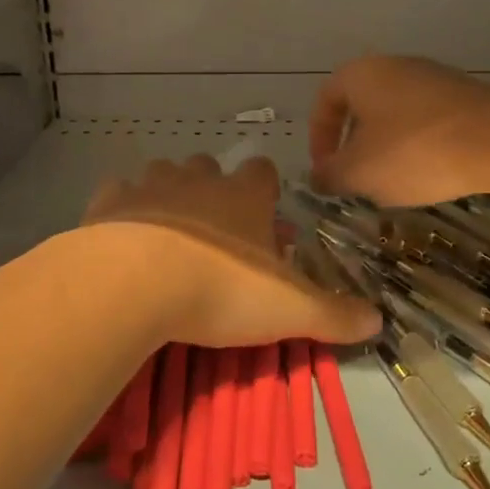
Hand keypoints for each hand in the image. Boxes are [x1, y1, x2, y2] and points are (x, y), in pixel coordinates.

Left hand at [84, 155, 377, 348]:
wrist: (136, 282)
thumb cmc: (222, 288)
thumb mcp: (291, 310)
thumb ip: (335, 314)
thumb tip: (379, 321)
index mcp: (244, 195)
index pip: (264, 172)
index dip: (267, 191)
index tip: (267, 219)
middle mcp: (199, 179)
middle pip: (210, 167)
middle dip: (215, 190)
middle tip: (218, 233)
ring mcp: (151, 185)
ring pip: (164, 174)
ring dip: (170, 194)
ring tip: (171, 232)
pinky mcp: (110, 201)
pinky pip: (119, 193)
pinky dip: (125, 207)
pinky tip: (124, 233)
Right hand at [310, 55, 489, 204]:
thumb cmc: (412, 151)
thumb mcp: (359, 172)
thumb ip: (330, 176)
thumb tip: (318, 177)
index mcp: (361, 75)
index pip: (325, 101)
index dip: (318, 138)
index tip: (326, 170)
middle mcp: (396, 66)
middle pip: (362, 106)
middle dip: (355, 145)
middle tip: (357, 179)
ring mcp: (436, 78)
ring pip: (396, 115)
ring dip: (388, 148)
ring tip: (394, 183)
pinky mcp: (467, 97)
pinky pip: (429, 122)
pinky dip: (421, 147)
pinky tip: (432, 174)